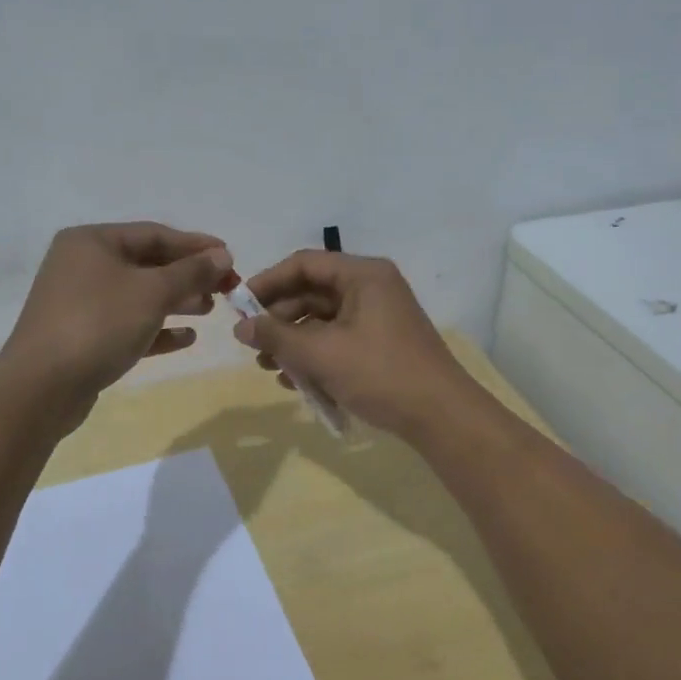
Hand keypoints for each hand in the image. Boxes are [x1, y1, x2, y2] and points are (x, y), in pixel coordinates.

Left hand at [0, 223, 232, 408]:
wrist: (42, 387)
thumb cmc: (99, 324)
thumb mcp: (152, 292)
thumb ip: (191, 272)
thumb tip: (222, 255)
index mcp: (93, 242)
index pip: (154, 234)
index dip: (195, 245)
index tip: (230, 257)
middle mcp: (83, 265)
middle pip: (147, 264)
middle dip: (188, 275)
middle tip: (226, 287)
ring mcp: (80, 303)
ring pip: (139, 295)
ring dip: (177, 301)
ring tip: (211, 310)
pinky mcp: (83, 337)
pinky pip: (128, 324)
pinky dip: (158, 328)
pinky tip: (187, 338)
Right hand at [232, 250, 477, 437]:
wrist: (441, 416)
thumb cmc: (380, 373)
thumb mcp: (321, 354)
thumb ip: (277, 337)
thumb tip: (240, 327)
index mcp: (363, 275)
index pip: (304, 264)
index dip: (268, 282)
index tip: (239, 306)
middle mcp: (371, 287)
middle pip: (312, 292)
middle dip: (279, 319)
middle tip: (252, 345)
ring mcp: (378, 317)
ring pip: (323, 320)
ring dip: (293, 342)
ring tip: (269, 369)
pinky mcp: (381, 344)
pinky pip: (338, 340)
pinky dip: (315, 356)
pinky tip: (295, 382)